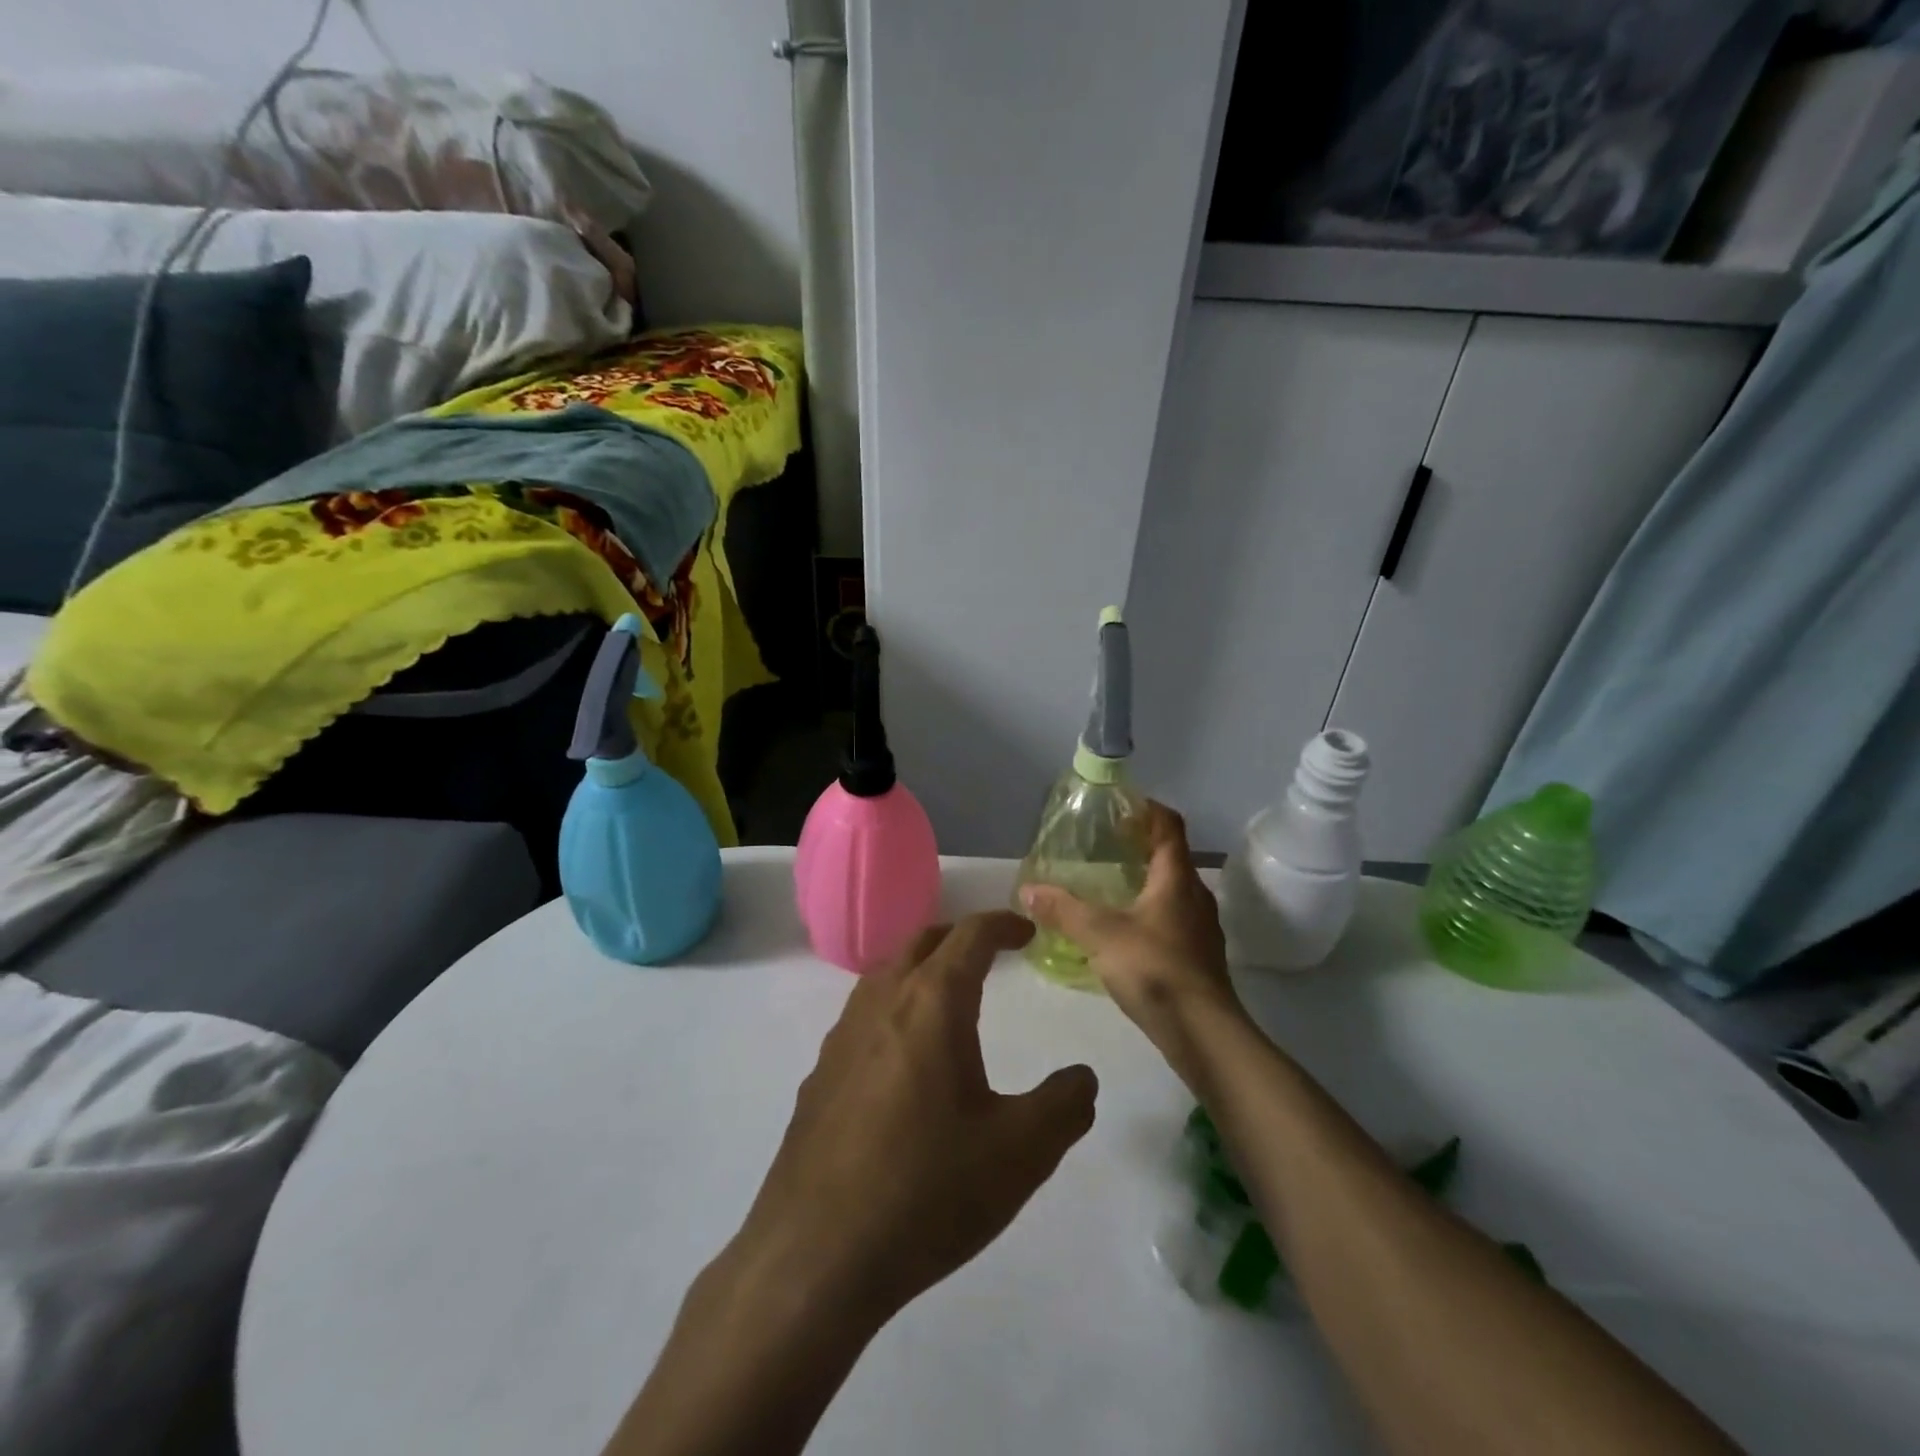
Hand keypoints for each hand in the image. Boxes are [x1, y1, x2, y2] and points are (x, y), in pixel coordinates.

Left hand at [732, 913, 1098, 1328]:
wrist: (815, 1255)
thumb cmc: (927, 1190)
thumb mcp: (1020, 1153)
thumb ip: (1064, 1106)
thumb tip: (1082, 1078)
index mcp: (932, 1003)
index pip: (970, 935)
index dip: (1002, 924)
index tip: (1027, 932)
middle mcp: (882, 1003)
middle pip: (921, 941)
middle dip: (959, 936)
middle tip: (990, 953)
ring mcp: (842, 1037)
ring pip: (885, 975)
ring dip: (920, 968)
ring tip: (948, 997)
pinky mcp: (820, 1075)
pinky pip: (862, 1016)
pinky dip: (893, 1008)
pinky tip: (902, 1058)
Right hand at [1022, 803, 1244, 1055]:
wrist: (1203, 1033)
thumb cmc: (1155, 969)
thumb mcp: (1101, 935)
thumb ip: (1063, 910)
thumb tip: (1027, 890)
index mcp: (1177, 878)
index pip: (1169, 826)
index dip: (1147, 810)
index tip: (1119, 806)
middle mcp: (1195, 896)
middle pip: (1171, 858)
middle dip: (1140, 847)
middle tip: (1103, 846)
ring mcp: (1200, 929)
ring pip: (1171, 892)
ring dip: (1144, 882)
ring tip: (1107, 887)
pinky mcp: (1196, 958)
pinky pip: (1170, 921)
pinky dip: (1147, 914)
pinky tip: (1122, 932)